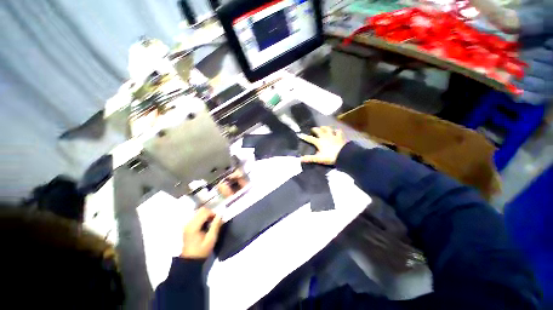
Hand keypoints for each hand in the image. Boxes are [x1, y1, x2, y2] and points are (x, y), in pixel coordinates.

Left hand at [181, 207, 222, 258]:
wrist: (190, 260)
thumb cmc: (202, 250)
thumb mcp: (211, 239)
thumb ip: (216, 225)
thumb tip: (220, 215)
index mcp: (194, 226)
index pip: (205, 212)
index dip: (213, 213)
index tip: (218, 220)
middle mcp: (189, 223)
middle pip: (201, 210)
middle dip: (210, 213)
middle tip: (214, 221)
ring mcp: (187, 224)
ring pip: (199, 212)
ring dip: (206, 215)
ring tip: (210, 223)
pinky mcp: (187, 226)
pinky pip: (196, 216)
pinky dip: (203, 218)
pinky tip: (205, 225)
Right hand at [299, 127, 346, 164]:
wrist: (344, 155)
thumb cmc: (330, 157)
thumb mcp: (318, 159)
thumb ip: (309, 158)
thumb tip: (300, 159)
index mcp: (319, 142)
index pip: (310, 138)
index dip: (305, 137)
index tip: (300, 134)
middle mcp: (325, 137)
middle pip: (319, 131)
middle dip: (315, 129)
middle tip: (313, 129)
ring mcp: (333, 136)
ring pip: (328, 129)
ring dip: (324, 127)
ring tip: (322, 127)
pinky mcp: (340, 136)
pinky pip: (338, 131)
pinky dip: (336, 130)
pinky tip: (336, 131)